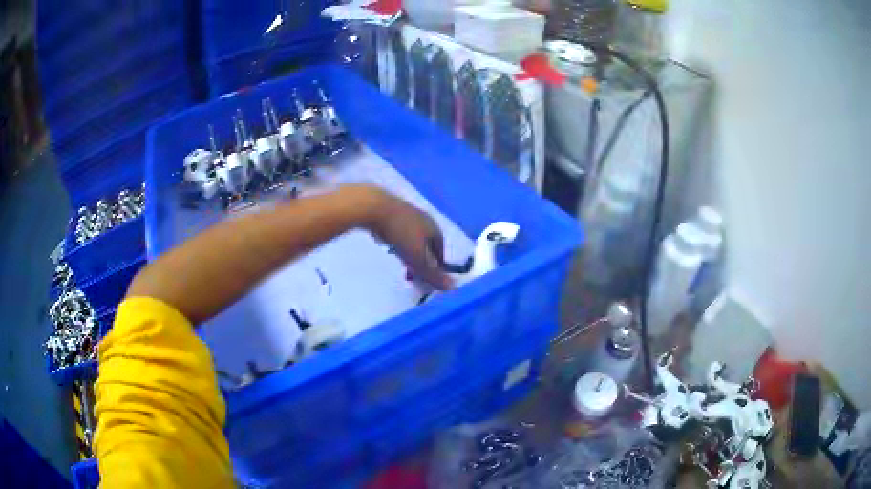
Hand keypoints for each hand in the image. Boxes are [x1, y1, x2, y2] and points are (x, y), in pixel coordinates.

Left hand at [349, 186, 453, 290]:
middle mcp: (423, 217)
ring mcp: (406, 211)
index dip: (437, 264)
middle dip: (422, 258)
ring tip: (401, 260)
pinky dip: (397, 240)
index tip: (429, 276)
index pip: (440, 248)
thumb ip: (433, 274)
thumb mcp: (418, 258)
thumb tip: (452, 287)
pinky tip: (388, 245)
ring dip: (409, 249)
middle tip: (413, 272)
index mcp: (433, 227)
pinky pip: (398, 229)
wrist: (373, 207)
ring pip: (412, 235)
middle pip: (426, 241)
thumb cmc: (400, 233)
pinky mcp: (389, 209)